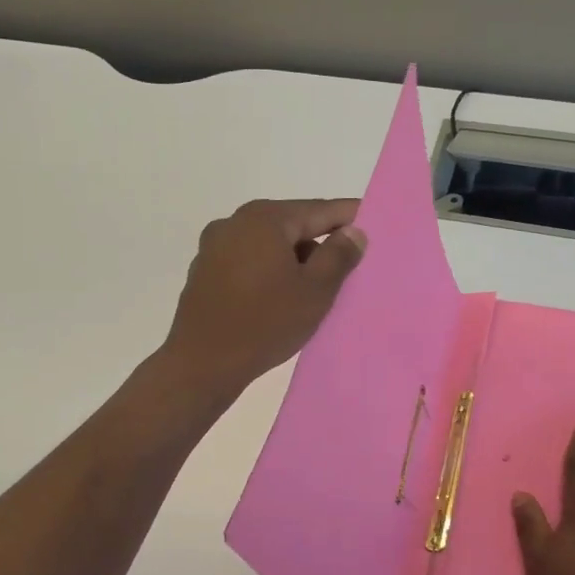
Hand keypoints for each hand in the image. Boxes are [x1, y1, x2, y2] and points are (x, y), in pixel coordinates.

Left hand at [159, 198, 366, 404]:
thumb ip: (338, 256)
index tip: (373, 222)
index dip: (349, 216)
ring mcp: (214, 247)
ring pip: (267, 246)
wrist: (202, 363)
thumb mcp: (315, 291)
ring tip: (313, 290)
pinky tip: (278, 299)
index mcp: (264, 219)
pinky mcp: (203, 273)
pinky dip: (267, 273)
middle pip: (290, 226)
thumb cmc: (265, 323)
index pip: (318, 210)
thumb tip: (353, 231)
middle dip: (319, 243)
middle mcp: (234, 222)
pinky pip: (247, 263)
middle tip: (347, 266)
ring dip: (292, 261)